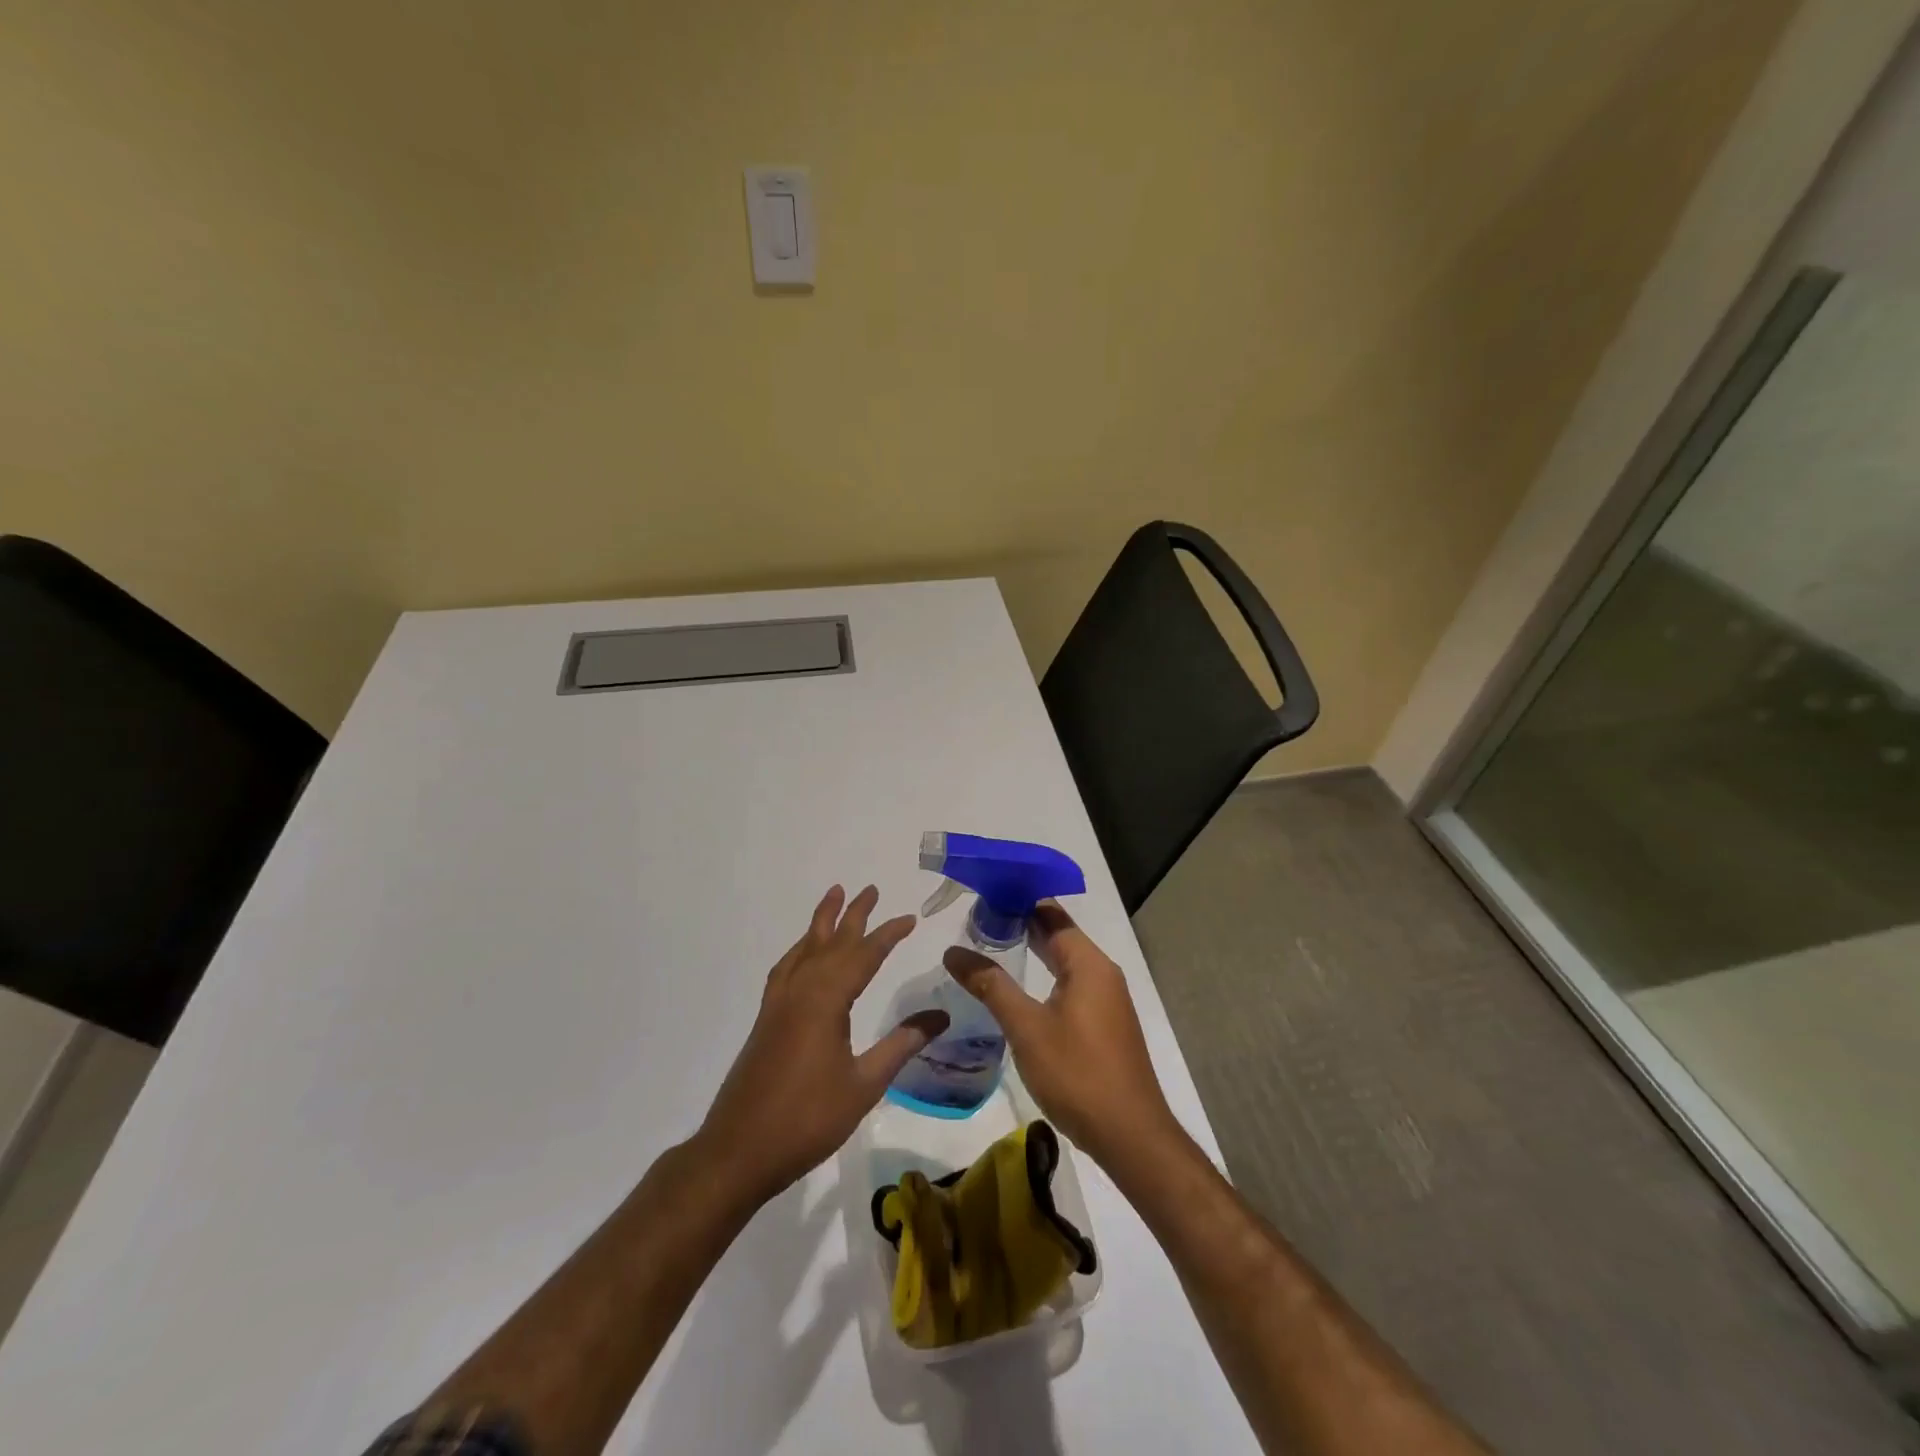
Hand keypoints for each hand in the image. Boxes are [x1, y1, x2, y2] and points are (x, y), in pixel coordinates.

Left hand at [698, 885, 947, 1206]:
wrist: (739, 1150)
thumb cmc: (808, 1119)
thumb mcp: (864, 1084)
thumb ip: (901, 1045)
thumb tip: (941, 1016)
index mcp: (826, 1001)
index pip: (864, 955)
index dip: (888, 934)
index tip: (910, 918)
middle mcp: (801, 991)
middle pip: (831, 942)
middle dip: (853, 914)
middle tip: (869, 888)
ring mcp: (778, 1004)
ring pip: (804, 949)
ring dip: (822, 922)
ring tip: (834, 897)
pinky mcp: (766, 1019)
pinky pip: (786, 968)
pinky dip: (799, 950)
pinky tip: (804, 954)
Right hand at [944, 903, 1180, 1171]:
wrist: (1130, 1136)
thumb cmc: (1078, 1074)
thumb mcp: (1027, 1028)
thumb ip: (991, 985)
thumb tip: (953, 951)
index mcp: (1088, 963)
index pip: (1051, 913)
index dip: (1018, 899)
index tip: (982, 894)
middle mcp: (1102, 973)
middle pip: (1058, 935)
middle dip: (1020, 923)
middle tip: (975, 919)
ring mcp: (1106, 1000)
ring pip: (1064, 962)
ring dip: (1031, 951)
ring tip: (988, 945)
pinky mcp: (1103, 1024)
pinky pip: (1070, 985)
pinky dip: (1043, 976)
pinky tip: (1017, 989)